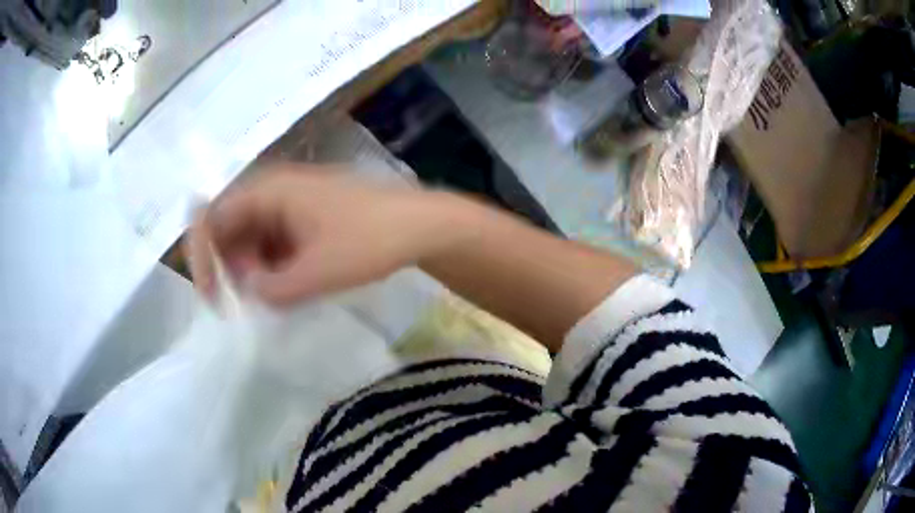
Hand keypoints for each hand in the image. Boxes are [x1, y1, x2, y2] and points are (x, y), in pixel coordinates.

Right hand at [186, 165, 467, 305]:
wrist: (421, 225)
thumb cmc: (371, 240)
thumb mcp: (318, 272)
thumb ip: (273, 290)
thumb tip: (249, 293)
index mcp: (269, 191)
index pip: (211, 218)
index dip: (201, 257)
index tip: (213, 299)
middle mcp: (273, 191)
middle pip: (228, 228)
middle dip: (231, 268)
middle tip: (255, 300)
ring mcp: (289, 203)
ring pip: (250, 238)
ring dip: (254, 270)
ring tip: (281, 294)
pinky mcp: (304, 218)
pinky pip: (272, 242)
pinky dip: (272, 266)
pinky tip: (293, 285)